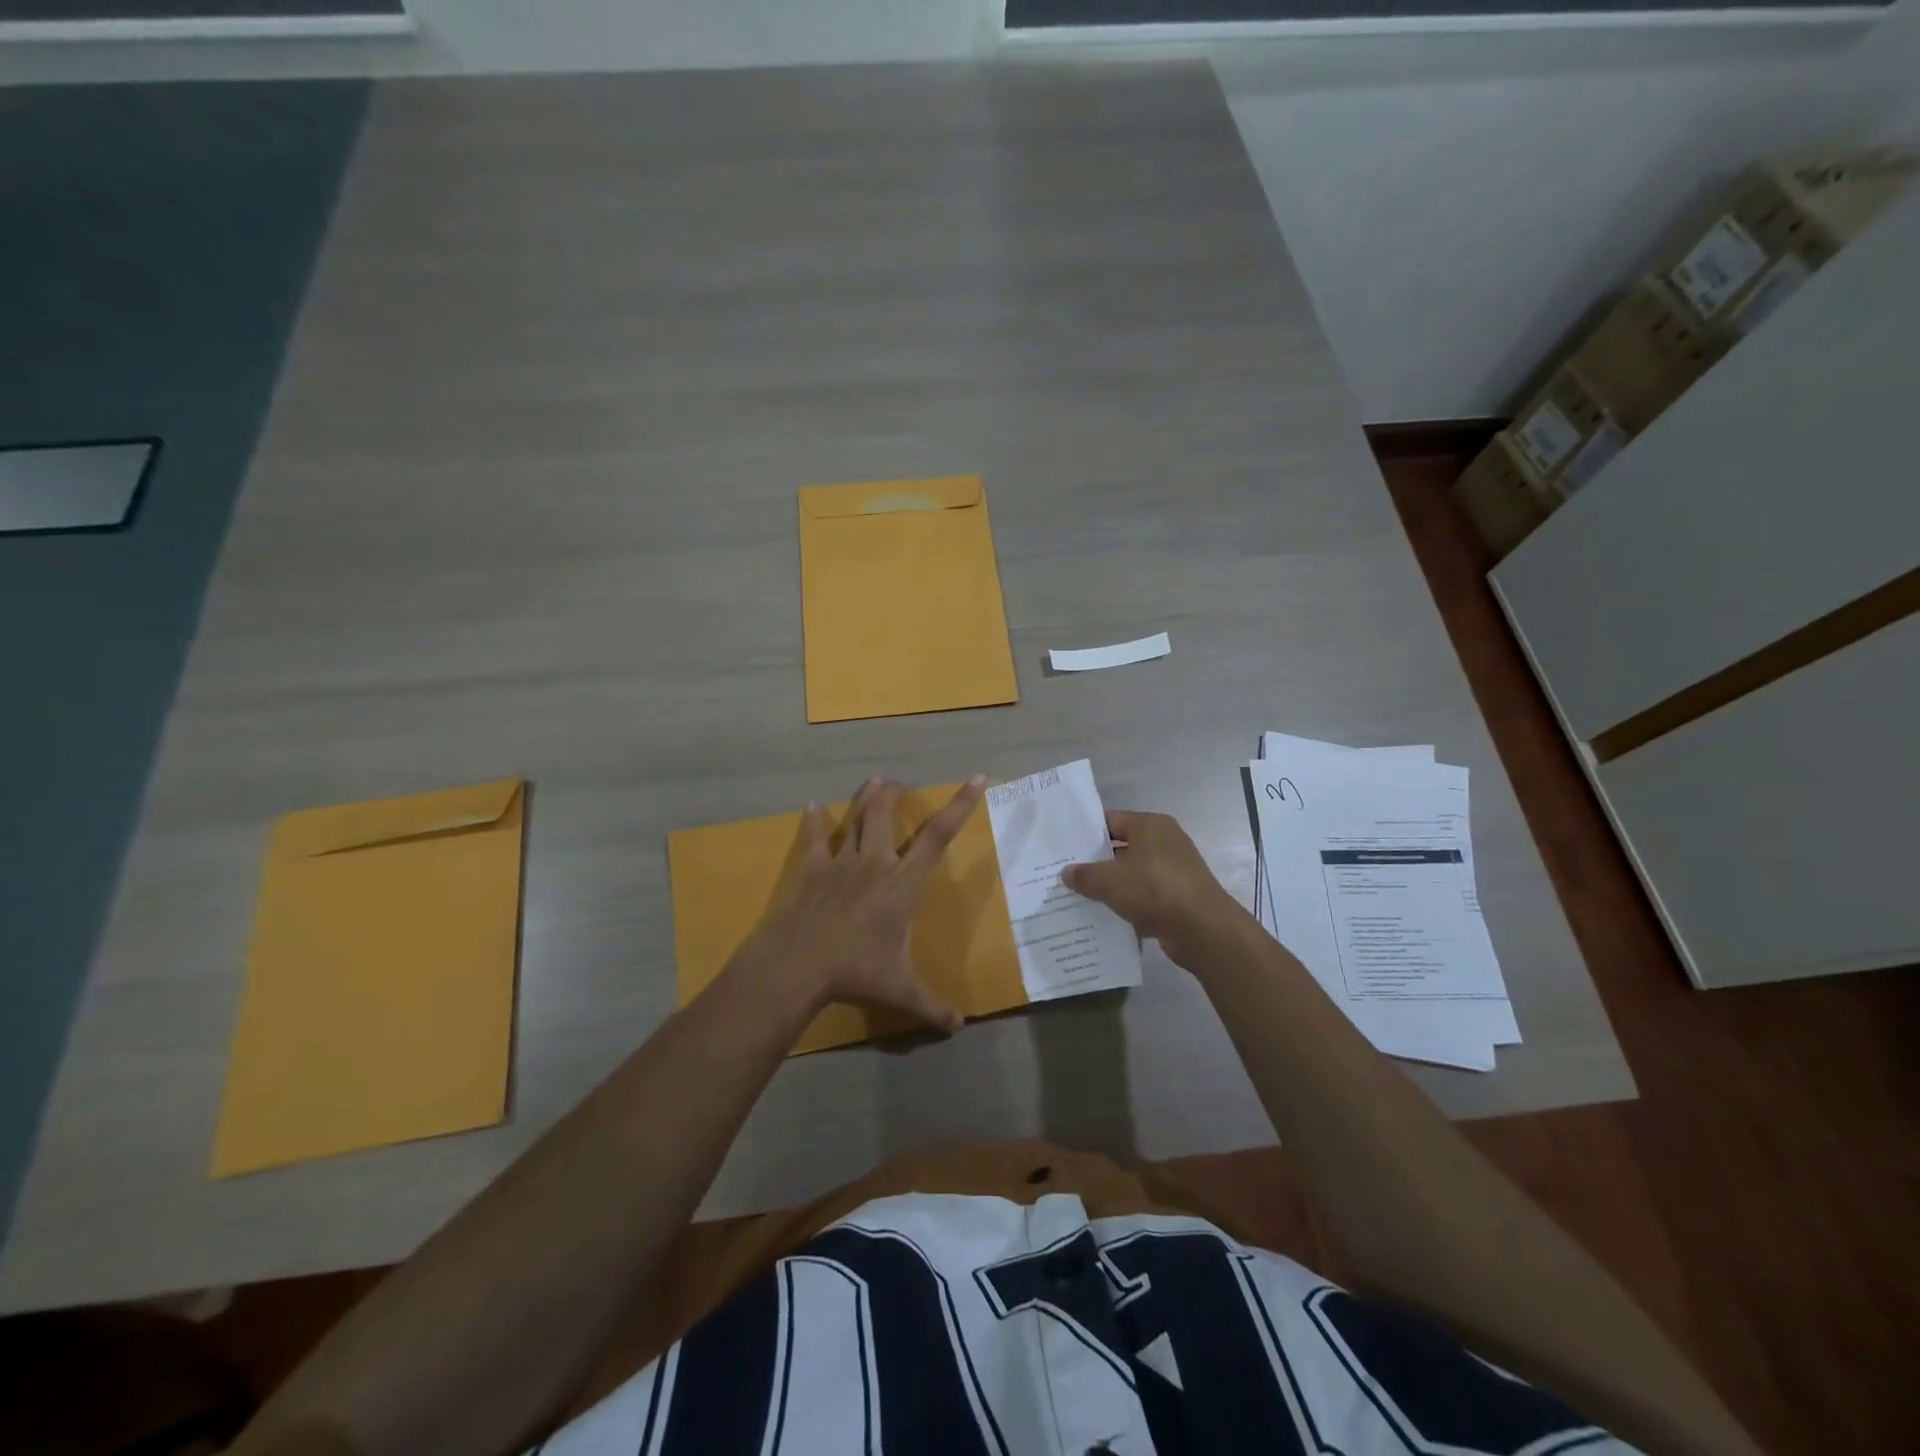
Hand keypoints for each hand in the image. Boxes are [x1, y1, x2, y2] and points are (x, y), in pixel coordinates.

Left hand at [738, 775, 986, 1031]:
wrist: (798, 964)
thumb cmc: (855, 972)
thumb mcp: (899, 991)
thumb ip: (930, 1007)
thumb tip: (958, 1029)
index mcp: (903, 884)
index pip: (938, 836)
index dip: (960, 805)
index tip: (977, 778)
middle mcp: (875, 863)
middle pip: (886, 814)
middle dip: (895, 793)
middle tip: (899, 782)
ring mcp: (841, 862)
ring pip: (855, 819)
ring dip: (865, 798)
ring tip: (873, 781)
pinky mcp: (812, 869)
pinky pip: (814, 838)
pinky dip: (813, 822)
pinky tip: (811, 807)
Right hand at [1062, 810, 1243, 966]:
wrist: (1204, 930)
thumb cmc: (1155, 891)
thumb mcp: (1109, 881)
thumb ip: (1084, 875)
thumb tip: (1067, 872)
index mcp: (1150, 825)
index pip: (1110, 821)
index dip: (1086, 834)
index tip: (1063, 848)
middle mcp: (1164, 842)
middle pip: (1121, 847)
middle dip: (1096, 863)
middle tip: (1066, 874)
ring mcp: (1174, 870)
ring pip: (1133, 874)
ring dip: (1112, 887)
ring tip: (1080, 898)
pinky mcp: (1179, 896)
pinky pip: (1145, 896)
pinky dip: (1129, 905)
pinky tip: (1106, 918)